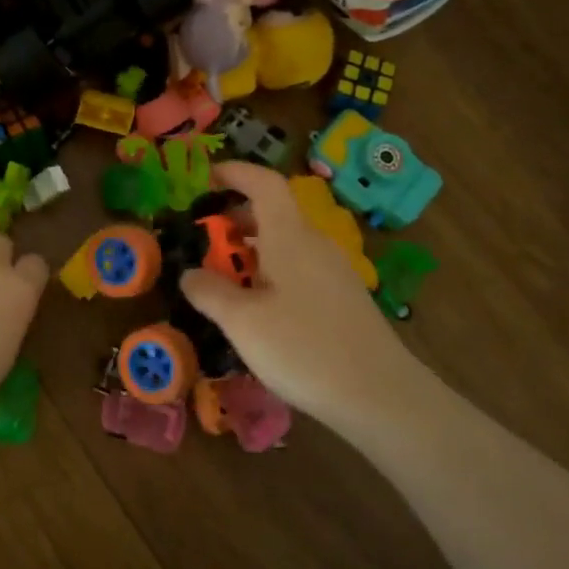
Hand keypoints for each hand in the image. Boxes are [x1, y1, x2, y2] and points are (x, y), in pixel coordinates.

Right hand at [180, 162, 424, 424]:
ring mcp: (334, 271)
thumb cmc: (303, 348)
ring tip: (226, 272)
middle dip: (237, 215)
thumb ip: (208, 292)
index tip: (207, 177)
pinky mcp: (343, 299)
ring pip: (287, 242)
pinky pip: (300, 266)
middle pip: (275, 212)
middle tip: (205, 233)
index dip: (235, 173)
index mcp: (289, 237)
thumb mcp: (242, 322)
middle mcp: (315, 244)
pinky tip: (260, 305)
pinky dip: (272, 268)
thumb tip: (189, 273)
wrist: (380, 395)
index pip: (264, 184)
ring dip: (254, 246)